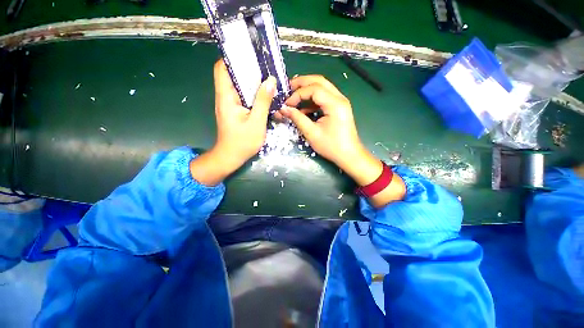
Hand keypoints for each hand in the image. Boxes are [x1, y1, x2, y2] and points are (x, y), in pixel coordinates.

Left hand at [190, 59, 275, 185]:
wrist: (231, 157)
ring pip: (240, 87)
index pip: (222, 69)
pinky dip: (254, 95)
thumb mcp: (256, 122)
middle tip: (266, 69)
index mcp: (226, 98)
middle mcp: (225, 98)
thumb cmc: (242, 142)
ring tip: (269, 81)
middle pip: (233, 76)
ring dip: (253, 84)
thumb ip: (263, 101)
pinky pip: (244, 98)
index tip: (249, 55)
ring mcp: (230, 105)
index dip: (233, 58)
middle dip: (248, 70)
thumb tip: (271, 81)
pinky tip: (265, 97)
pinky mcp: (236, 111)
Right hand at [279, 75, 405, 206]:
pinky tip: (304, 108)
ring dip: (307, 90)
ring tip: (294, 96)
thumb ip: (297, 118)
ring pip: (322, 87)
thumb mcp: (312, 133)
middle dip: (302, 83)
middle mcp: (339, 98)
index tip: (287, 104)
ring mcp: (340, 102)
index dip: (297, 94)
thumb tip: (284, 109)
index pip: (314, 89)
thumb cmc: (331, 147)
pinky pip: (324, 97)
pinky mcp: (339, 108)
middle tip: (288, 88)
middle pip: (319, 81)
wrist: (349, 155)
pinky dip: (313, 100)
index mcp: (335, 104)